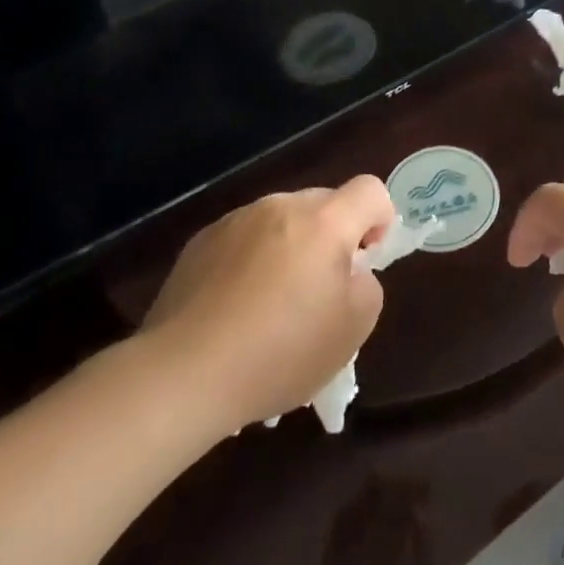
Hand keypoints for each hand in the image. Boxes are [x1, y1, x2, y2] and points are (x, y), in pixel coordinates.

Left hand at [141, 178, 393, 429]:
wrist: (183, 373)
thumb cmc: (279, 353)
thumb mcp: (352, 330)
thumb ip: (366, 286)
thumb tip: (350, 272)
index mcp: (323, 222)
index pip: (370, 190)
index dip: (380, 219)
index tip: (364, 261)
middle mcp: (280, 207)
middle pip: (324, 204)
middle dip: (332, 238)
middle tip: (320, 291)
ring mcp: (236, 221)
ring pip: (281, 222)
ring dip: (290, 249)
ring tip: (272, 306)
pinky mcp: (201, 242)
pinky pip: (244, 239)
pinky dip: (251, 262)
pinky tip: (235, 310)